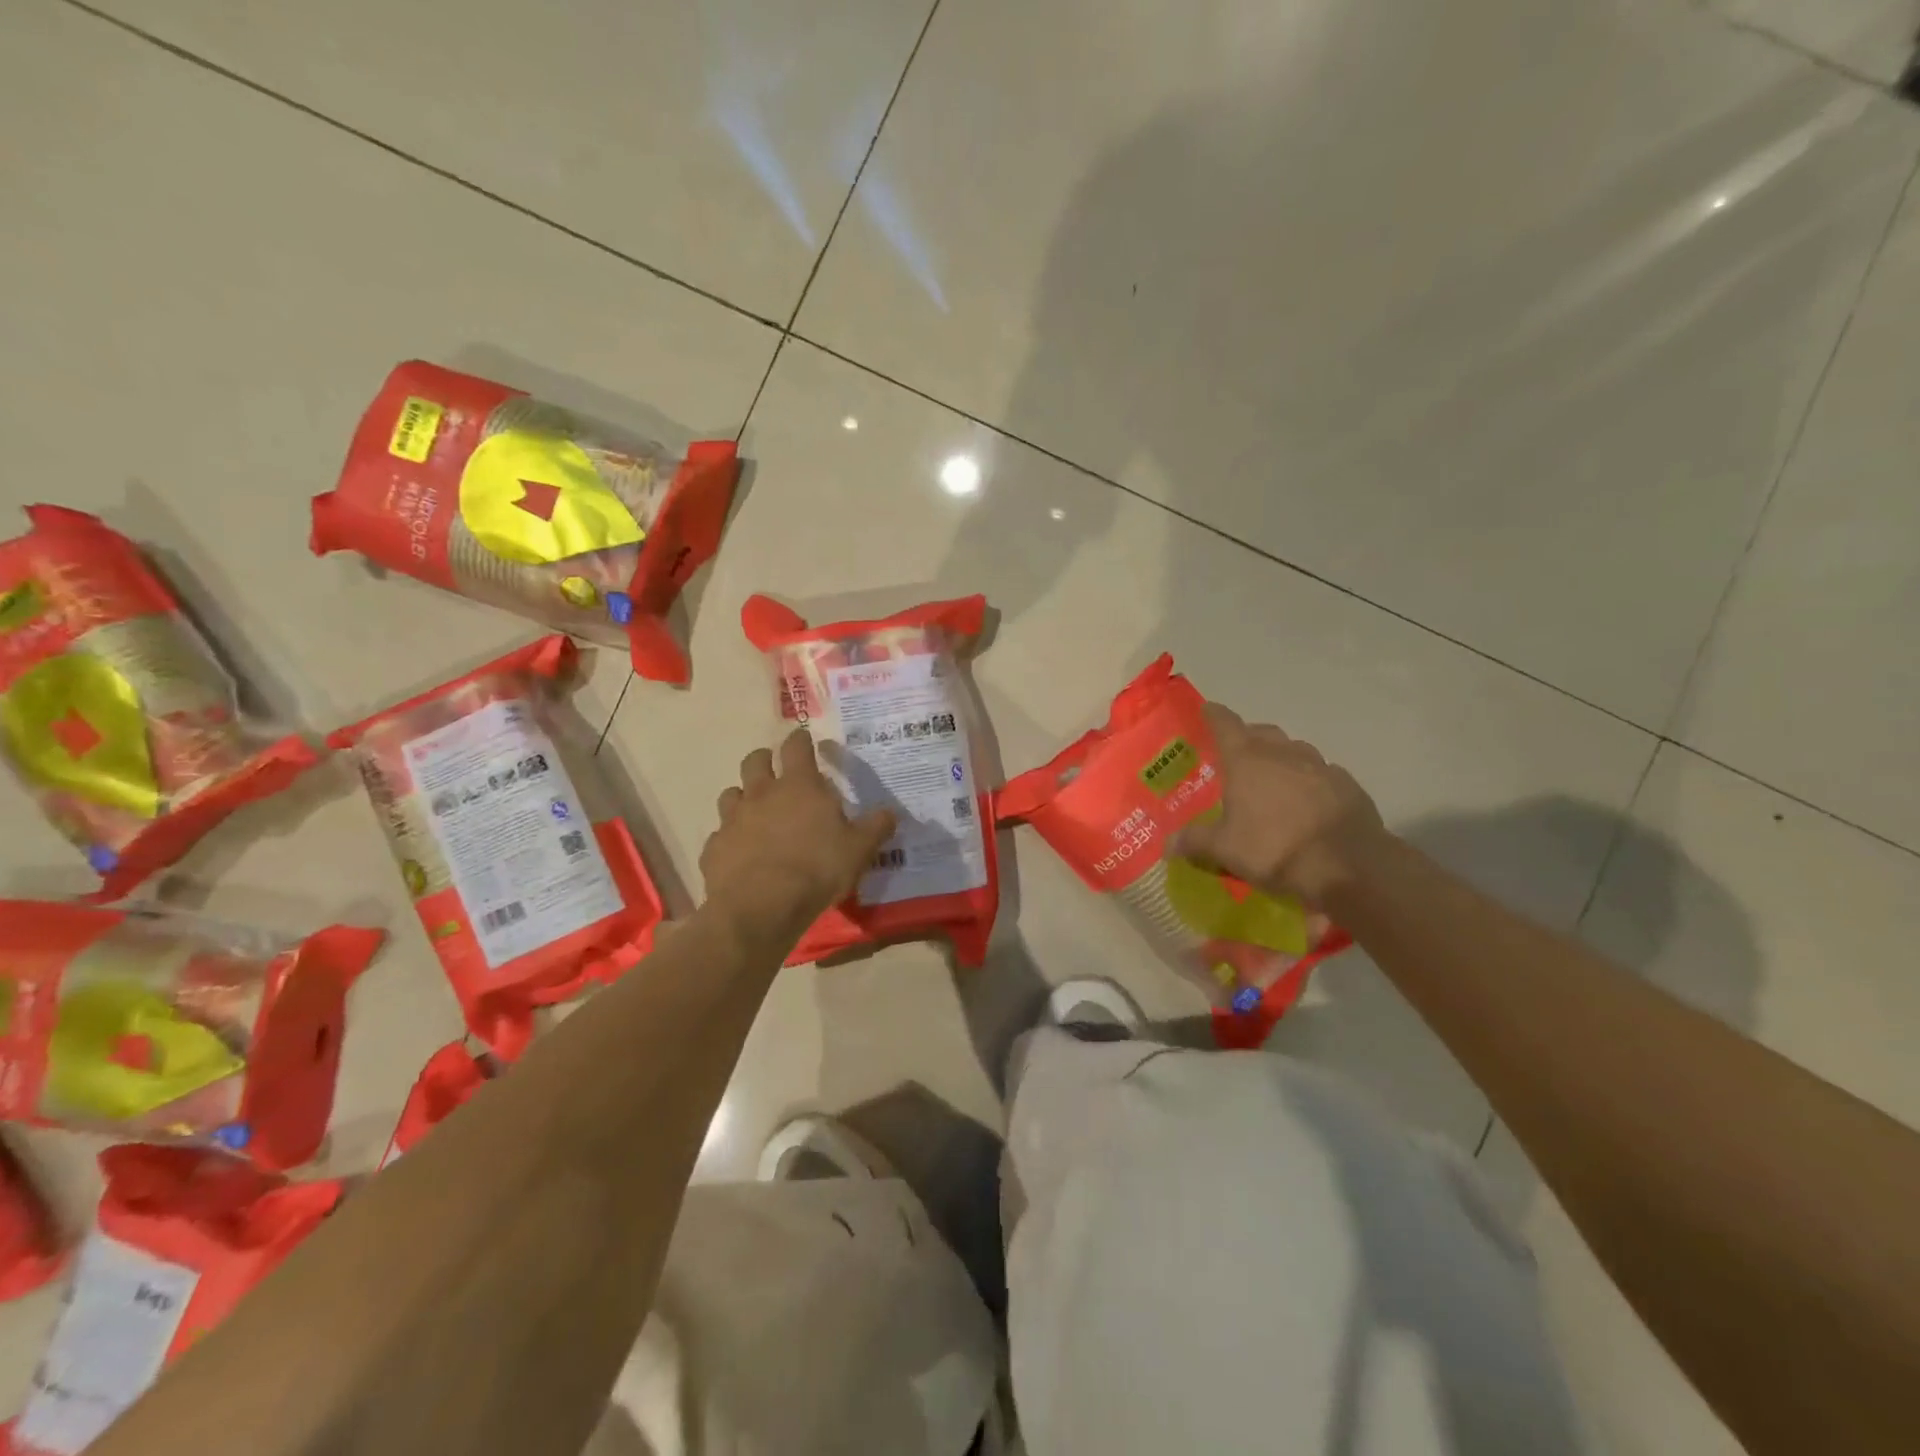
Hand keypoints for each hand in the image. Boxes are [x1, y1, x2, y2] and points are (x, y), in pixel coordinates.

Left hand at [701, 729, 895, 940]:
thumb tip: (891, 812)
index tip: (805, 741)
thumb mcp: (859, 850)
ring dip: (743, 796)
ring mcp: (733, 819)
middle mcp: (762, 793)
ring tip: (756, 812)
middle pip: (755, 760)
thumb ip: (875, 827)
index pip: (796, 746)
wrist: (760, 907)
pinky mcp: (714, 847)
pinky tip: (741, 853)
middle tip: (777, 771)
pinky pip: (720, 834)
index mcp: (799, 785)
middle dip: (766, 760)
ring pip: (731, 793)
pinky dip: (730, 837)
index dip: (801, 740)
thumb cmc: (816, 869)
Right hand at [1174, 703, 1388, 907]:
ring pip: (1296, 750)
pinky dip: (1311, 781)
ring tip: (1274, 779)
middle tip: (1238, 754)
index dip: (1214, 715)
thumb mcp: (1225, 850)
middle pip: (1263, 733)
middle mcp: (1283, 754)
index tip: (1207, 710)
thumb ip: (1195, 842)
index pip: (1226, 724)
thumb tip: (1168, 844)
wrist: (1349, 866)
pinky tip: (1308, 802)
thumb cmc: (1275, 848)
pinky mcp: (1348, 786)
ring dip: (1282, 757)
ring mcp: (1320, 767)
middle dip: (1249, 737)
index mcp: (1247, 760)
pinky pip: (1323, 774)